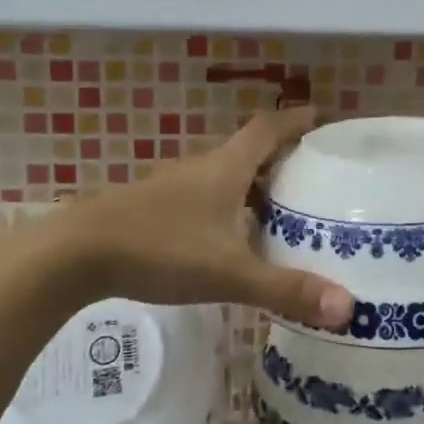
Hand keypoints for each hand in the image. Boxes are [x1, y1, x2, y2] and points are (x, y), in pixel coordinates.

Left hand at [28, 107, 353, 328]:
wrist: (75, 254)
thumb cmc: (159, 249)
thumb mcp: (229, 272)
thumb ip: (286, 289)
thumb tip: (348, 307)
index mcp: (225, 169)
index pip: (267, 129)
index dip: (295, 121)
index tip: (320, 116)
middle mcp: (200, 169)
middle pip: (247, 151)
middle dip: (280, 157)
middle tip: (312, 175)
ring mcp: (171, 188)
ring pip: (222, 176)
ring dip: (251, 185)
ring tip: (279, 210)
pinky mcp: (151, 209)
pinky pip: (201, 198)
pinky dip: (225, 207)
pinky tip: (227, 238)